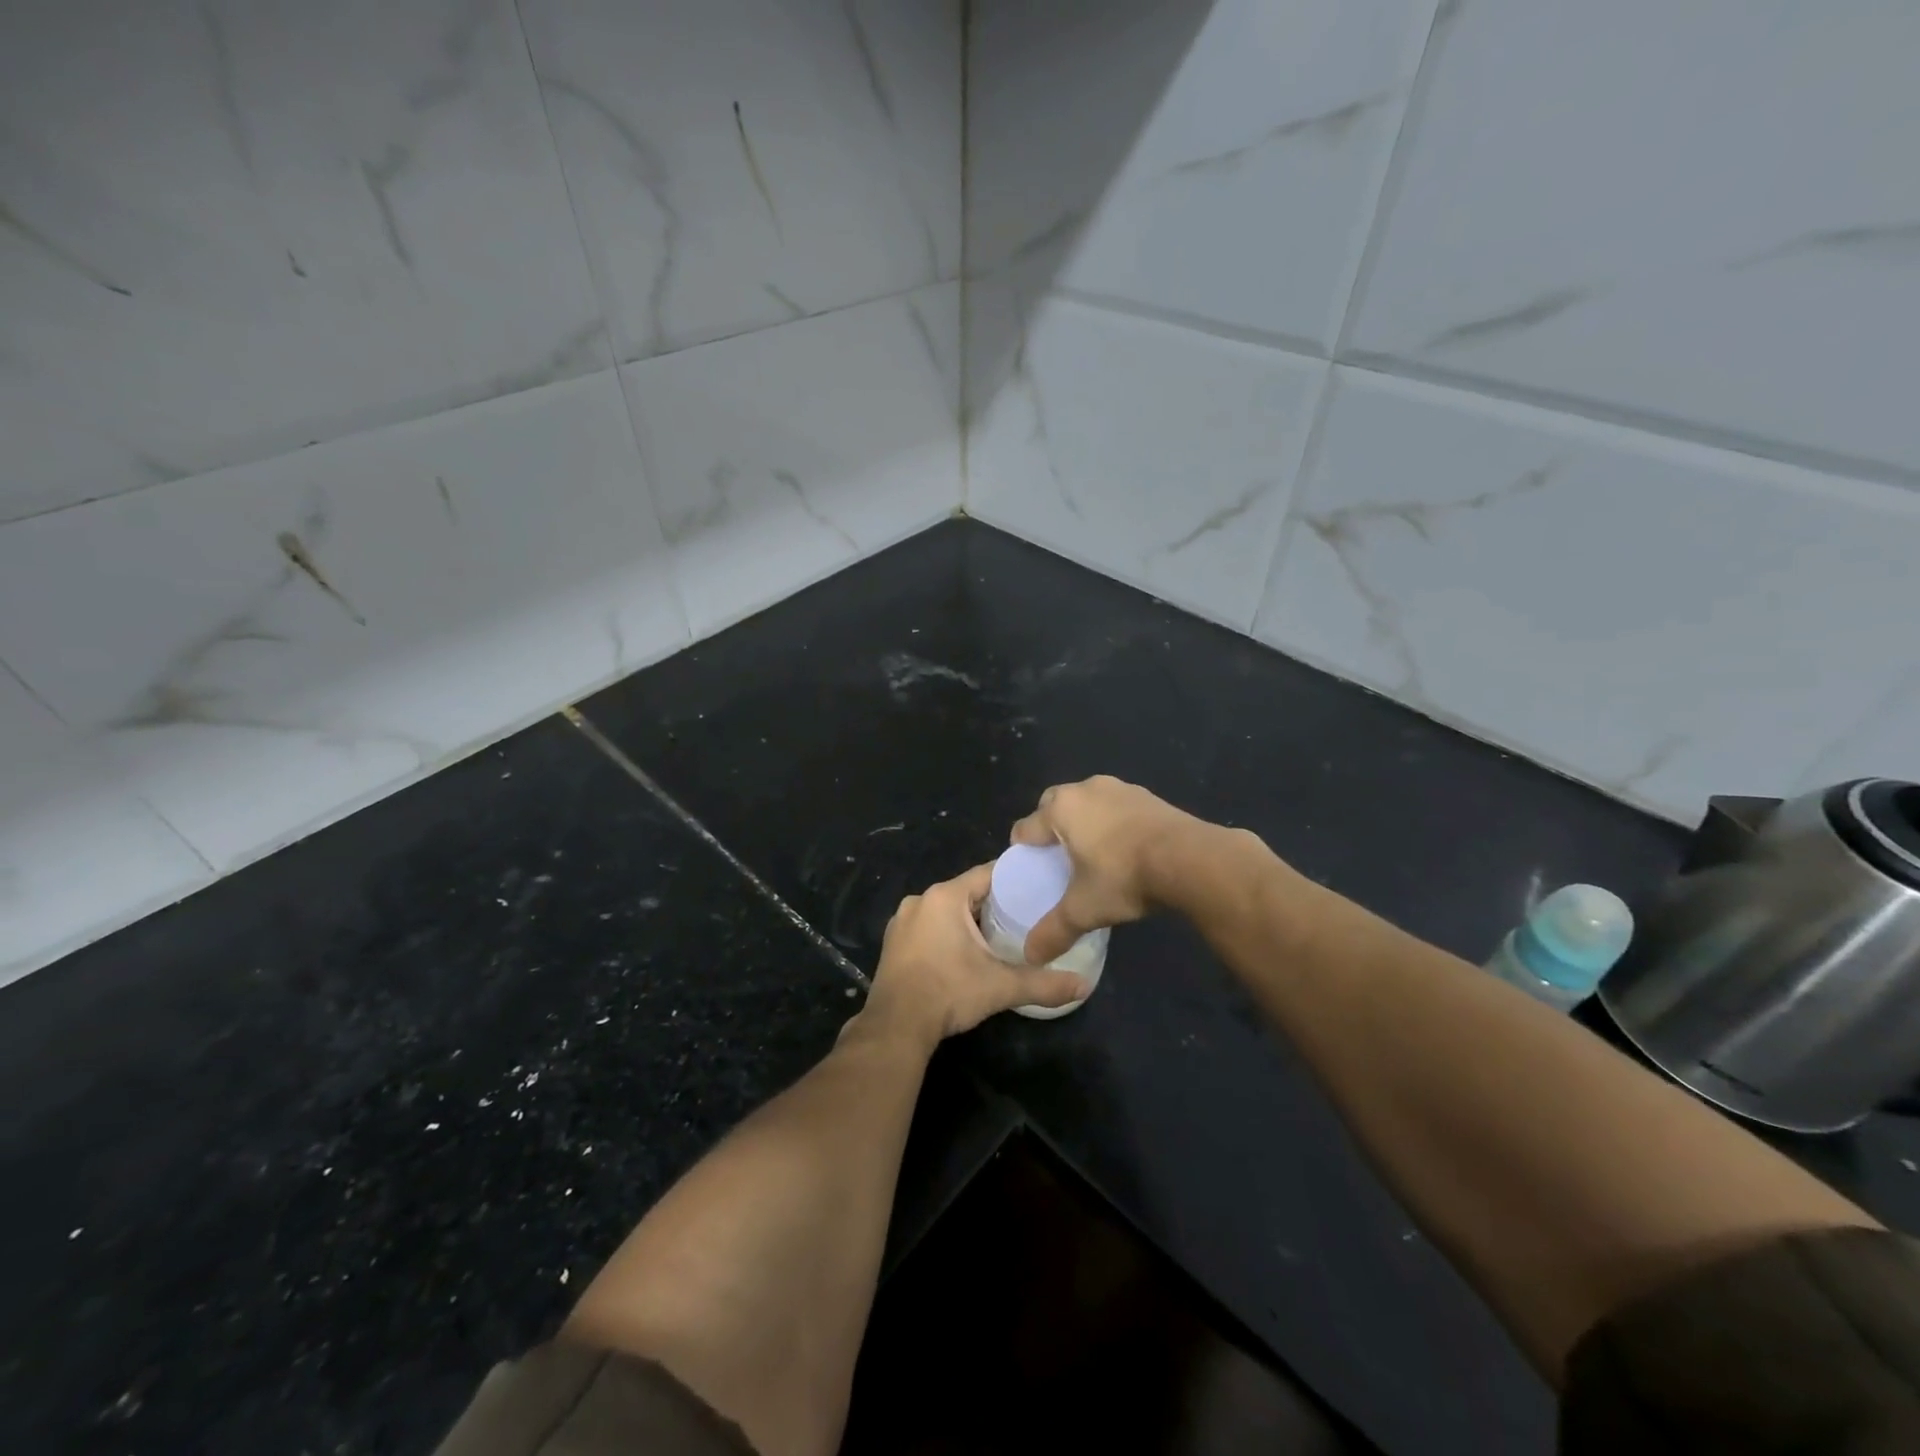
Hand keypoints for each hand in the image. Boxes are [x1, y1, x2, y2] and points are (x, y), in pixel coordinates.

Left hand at [856, 864, 1087, 1052]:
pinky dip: (946, 933)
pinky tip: (964, 953)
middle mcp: (920, 900)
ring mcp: (902, 921)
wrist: (895, 1027)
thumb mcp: (1001, 987)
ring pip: (945, 910)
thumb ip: (1044, 984)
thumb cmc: (948, 992)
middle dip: (993, 903)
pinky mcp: (893, 943)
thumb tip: (1084, 986)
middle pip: (966, 892)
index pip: (987, 874)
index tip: (1037, 886)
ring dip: (968, 920)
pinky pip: (928, 926)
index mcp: (945, 897)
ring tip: (998, 934)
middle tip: (1024, 915)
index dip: (1014, 879)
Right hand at [1009, 775, 1208, 962]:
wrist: (1190, 859)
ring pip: (1087, 802)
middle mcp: (1085, 789)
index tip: (1031, 871)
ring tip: (1093, 854)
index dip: (1023, 851)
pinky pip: (1117, 807)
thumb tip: (1031, 956)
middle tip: (1059, 860)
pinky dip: (1113, 823)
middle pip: (1053, 805)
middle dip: (1051, 828)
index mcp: (1061, 809)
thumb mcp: (1084, 910)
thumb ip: (1054, 931)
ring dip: (1084, 822)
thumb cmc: (1124, 877)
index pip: (1026, 827)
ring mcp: (1120, 788)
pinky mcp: (1148, 795)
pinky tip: (1125, 849)